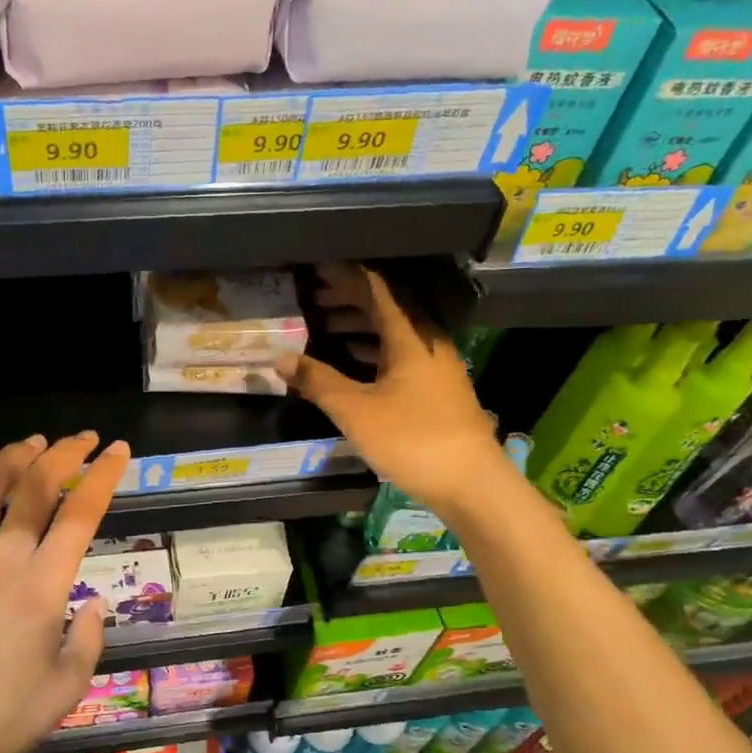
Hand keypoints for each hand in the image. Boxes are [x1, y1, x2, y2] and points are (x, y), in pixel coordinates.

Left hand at [0, 433, 129, 752]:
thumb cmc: (2, 718)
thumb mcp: (67, 687)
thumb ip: (88, 639)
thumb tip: (93, 603)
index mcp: (44, 586)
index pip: (81, 514)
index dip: (103, 476)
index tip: (117, 451)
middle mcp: (3, 560)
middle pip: (36, 489)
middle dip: (64, 454)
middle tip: (81, 439)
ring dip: (13, 458)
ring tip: (33, 442)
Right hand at [279, 263, 505, 522]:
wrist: (471, 482)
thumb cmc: (413, 440)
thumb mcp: (356, 411)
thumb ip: (318, 381)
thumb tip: (280, 358)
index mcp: (410, 337)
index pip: (375, 290)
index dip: (345, 276)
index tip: (316, 269)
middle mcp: (427, 342)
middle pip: (386, 308)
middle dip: (349, 299)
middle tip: (314, 297)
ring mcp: (436, 366)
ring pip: (393, 332)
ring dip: (360, 325)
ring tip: (325, 326)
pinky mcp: (438, 388)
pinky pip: (400, 354)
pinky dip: (373, 350)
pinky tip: (354, 360)